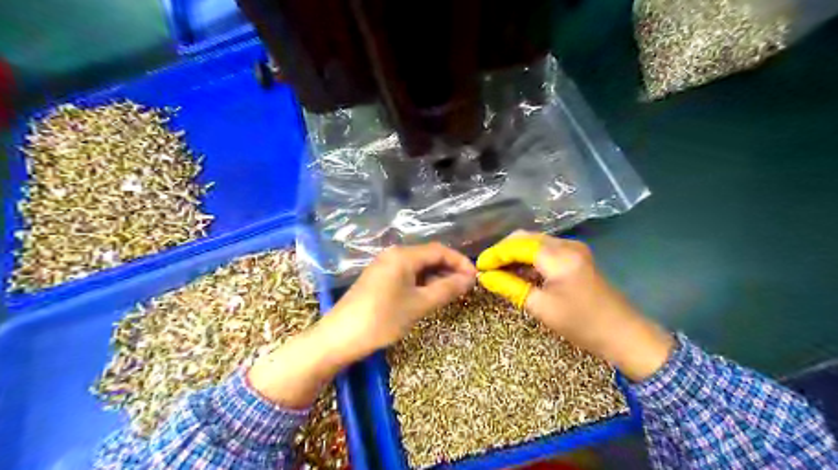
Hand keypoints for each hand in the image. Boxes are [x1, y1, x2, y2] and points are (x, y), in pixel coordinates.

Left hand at [248, 243, 474, 407]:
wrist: (339, 337)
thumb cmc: (382, 319)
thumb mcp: (419, 305)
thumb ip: (447, 289)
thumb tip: (470, 278)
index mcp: (403, 255)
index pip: (440, 250)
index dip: (460, 262)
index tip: (475, 278)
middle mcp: (393, 254)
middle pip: (428, 256)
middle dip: (449, 270)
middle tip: (466, 288)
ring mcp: (384, 266)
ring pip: (418, 266)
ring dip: (436, 277)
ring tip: (452, 294)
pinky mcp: (378, 278)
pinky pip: (406, 275)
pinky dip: (422, 283)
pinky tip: (429, 296)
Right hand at [478, 232, 672, 380]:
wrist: (624, 334)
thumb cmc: (581, 324)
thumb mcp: (540, 307)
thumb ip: (510, 287)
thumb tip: (484, 277)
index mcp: (559, 256)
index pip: (518, 245)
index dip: (495, 254)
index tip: (478, 267)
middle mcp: (567, 244)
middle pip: (526, 238)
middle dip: (503, 250)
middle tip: (486, 268)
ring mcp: (574, 248)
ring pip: (535, 242)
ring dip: (515, 253)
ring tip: (498, 270)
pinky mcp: (577, 256)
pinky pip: (546, 250)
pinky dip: (529, 258)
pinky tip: (518, 271)